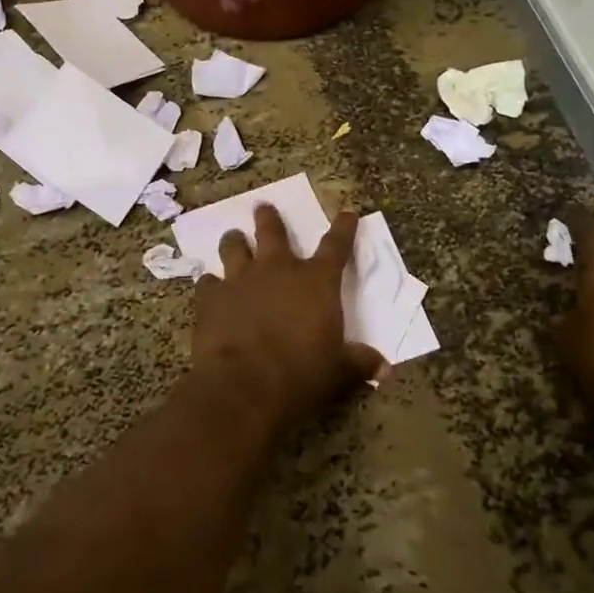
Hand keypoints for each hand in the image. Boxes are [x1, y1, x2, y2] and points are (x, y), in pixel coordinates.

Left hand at [192, 207, 383, 432]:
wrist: (245, 385)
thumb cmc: (302, 374)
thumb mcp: (340, 371)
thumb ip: (360, 363)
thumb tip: (385, 368)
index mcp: (316, 281)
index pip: (337, 245)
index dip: (344, 228)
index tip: (347, 213)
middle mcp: (278, 269)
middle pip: (272, 231)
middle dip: (269, 218)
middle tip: (263, 207)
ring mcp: (241, 279)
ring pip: (234, 247)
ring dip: (234, 241)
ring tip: (232, 237)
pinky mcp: (212, 297)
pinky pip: (208, 282)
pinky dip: (210, 284)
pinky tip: (209, 288)